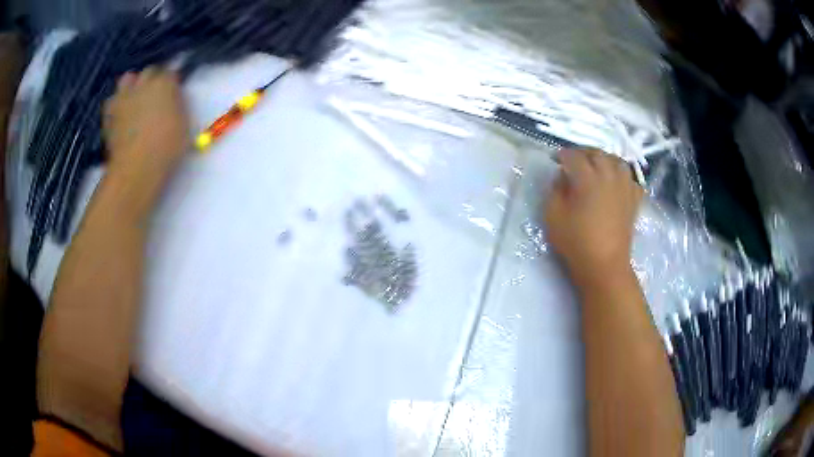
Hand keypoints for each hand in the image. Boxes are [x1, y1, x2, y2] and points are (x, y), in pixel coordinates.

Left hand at [103, 67, 188, 186]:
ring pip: (127, 80)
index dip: (171, 84)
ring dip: (131, 86)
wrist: (136, 169)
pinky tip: (120, 115)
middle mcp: (143, 83)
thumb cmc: (166, 148)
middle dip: (151, 80)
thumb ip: (177, 107)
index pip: (170, 73)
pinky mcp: (109, 114)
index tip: (173, 95)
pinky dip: (116, 105)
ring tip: (133, 100)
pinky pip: (112, 101)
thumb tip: (173, 102)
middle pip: (148, 72)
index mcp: (165, 83)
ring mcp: (124, 97)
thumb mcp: (184, 126)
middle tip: (154, 96)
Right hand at [544, 149, 642, 287]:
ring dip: (605, 159)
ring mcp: (625, 187)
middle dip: (583, 153)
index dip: (562, 155)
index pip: (573, 157)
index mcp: (588, 178)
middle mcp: (609, 176)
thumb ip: (555, 190)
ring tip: (596, 166)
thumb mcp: (553, 216)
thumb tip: (563, 177)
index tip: (555, 159)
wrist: (605, 265)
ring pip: (617, 161)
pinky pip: (631, 178)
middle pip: (597, 153)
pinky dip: (622, 175)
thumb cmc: (576, 242)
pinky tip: (616, 182)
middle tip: (574, 161)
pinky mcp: (634, 200)